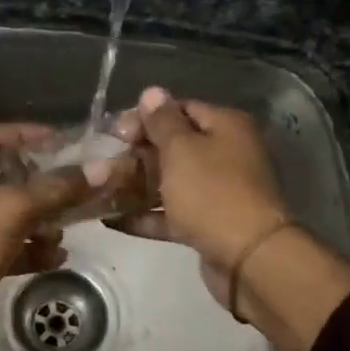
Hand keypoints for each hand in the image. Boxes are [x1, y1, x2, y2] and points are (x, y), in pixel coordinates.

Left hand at [0, 123, 100, 350]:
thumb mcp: (10, 210)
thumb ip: (55, 188)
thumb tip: (100, 168)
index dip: (23, 134)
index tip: (61, 141)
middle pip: (0, 176)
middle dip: (38, 182)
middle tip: (74, 184)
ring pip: (5, 215)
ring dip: (38, 219)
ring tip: (68, 226)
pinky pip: (4, 247)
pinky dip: (28, 249)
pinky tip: (57, 257)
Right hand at [108, 87, 291, 309]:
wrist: (249, 258)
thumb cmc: (212, 193)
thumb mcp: (181, 149)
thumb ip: (162, 121)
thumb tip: (152, 92)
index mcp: (225, 126)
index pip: (180, 109)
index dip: (146, 117)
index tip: (114, 132)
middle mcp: (225, 154)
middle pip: (174, 146)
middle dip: (137, 153)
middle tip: (102, 162)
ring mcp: (218, 192)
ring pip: (171, 182)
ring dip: (137, 186)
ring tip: (100, 190)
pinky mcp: (209, 225)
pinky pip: (173, 214)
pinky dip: (147, 216)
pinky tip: (112, 220)